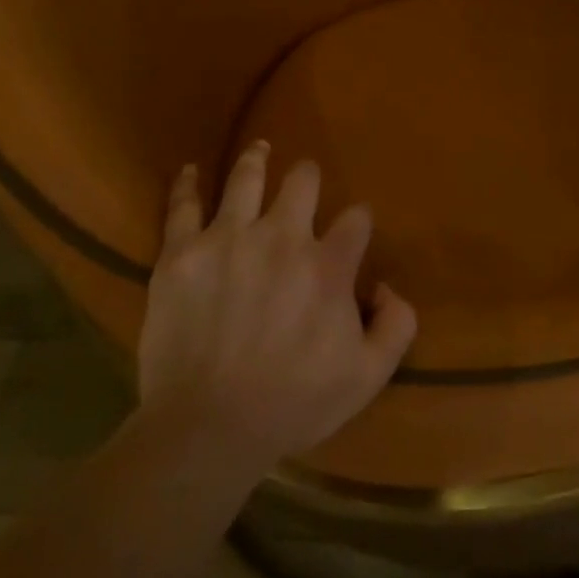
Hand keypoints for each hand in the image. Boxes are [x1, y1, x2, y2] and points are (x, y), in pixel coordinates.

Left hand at [137, 142, 417, 468]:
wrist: (207, 428)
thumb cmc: (293, 403)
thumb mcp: (368, 376)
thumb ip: (396, 324)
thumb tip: (386, 286)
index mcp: (328, 265)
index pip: (356, 219)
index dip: (358, 221)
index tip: (353, 231)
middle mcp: (282, 237)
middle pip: (302, 181)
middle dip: (309, 178)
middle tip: (305, 182)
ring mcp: (228, 239)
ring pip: (246, 178)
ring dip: (257, 160)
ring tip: (260, 149)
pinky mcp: (181, 253)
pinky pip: (183, 206)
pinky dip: (187, 184)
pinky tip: (191, 171)